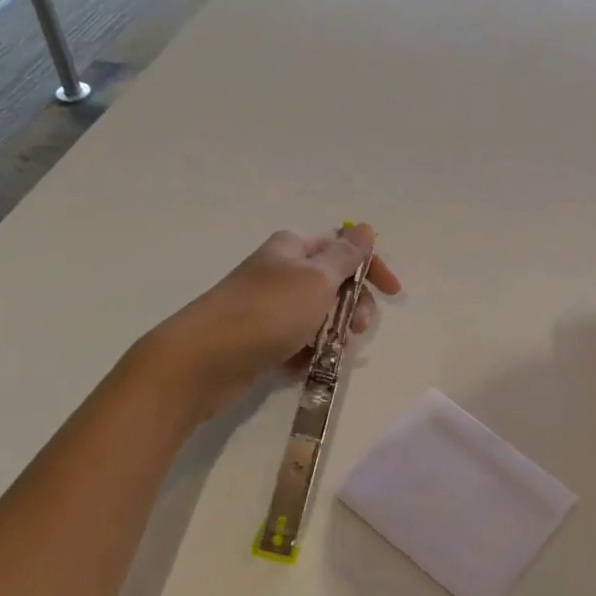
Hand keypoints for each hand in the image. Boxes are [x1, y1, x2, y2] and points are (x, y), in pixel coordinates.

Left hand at [135, 224, 401, 419]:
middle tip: (355, 329)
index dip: (372, 268)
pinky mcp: (260, 338)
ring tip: (328, 353)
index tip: (393, 294)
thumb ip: (345, 256)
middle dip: (352, 307)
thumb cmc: (267, 312)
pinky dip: (306, 354)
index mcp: (294, 248)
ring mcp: (269, 306)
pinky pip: (297, 342)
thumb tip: (364, 227)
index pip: (345, 248)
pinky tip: (302, 368)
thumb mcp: (316, 279)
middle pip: (335, 284)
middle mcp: (282, 271)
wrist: (202, 360)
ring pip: (318, 317)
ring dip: (332, 334)